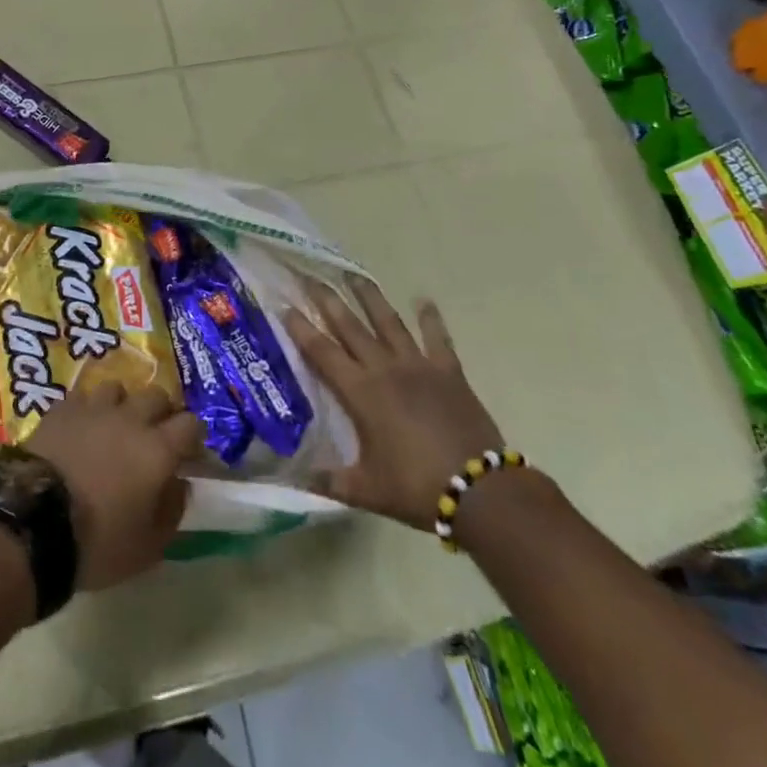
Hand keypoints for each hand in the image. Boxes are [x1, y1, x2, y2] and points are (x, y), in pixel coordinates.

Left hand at [24, 382, 204, 590]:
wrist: (34, 522)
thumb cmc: (98, 542)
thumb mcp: (148, 547)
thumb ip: (172, 511)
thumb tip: (180, 484)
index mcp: (158, 449)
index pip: (191, 423)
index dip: (194, 436)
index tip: (190, 452)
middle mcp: (130, 418)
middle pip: (157, 396)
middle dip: (162, 412)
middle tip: (155, 435)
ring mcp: (94, 408)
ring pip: (119, 388)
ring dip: (123, 404)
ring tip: (116, 425)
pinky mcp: (62, 408)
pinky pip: (83, 396)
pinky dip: (88, 408)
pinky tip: (82, 426)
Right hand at [283, 285, 504, 530]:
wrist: (481, 491)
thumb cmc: (417, 488)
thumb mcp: (366, 490)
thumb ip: (328, 482)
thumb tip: (291, 478)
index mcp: (360, 392)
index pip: (322, 351)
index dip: (301, 327)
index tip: (285, 304)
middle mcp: (384, 369)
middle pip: (350, 326)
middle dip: (328, 300)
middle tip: (311, 277)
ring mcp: (418, 366)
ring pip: (388, 322)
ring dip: (370, 297)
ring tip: (354, 275)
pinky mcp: (449, 371)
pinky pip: (437, 338)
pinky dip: (431, 319)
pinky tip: (424, 300)